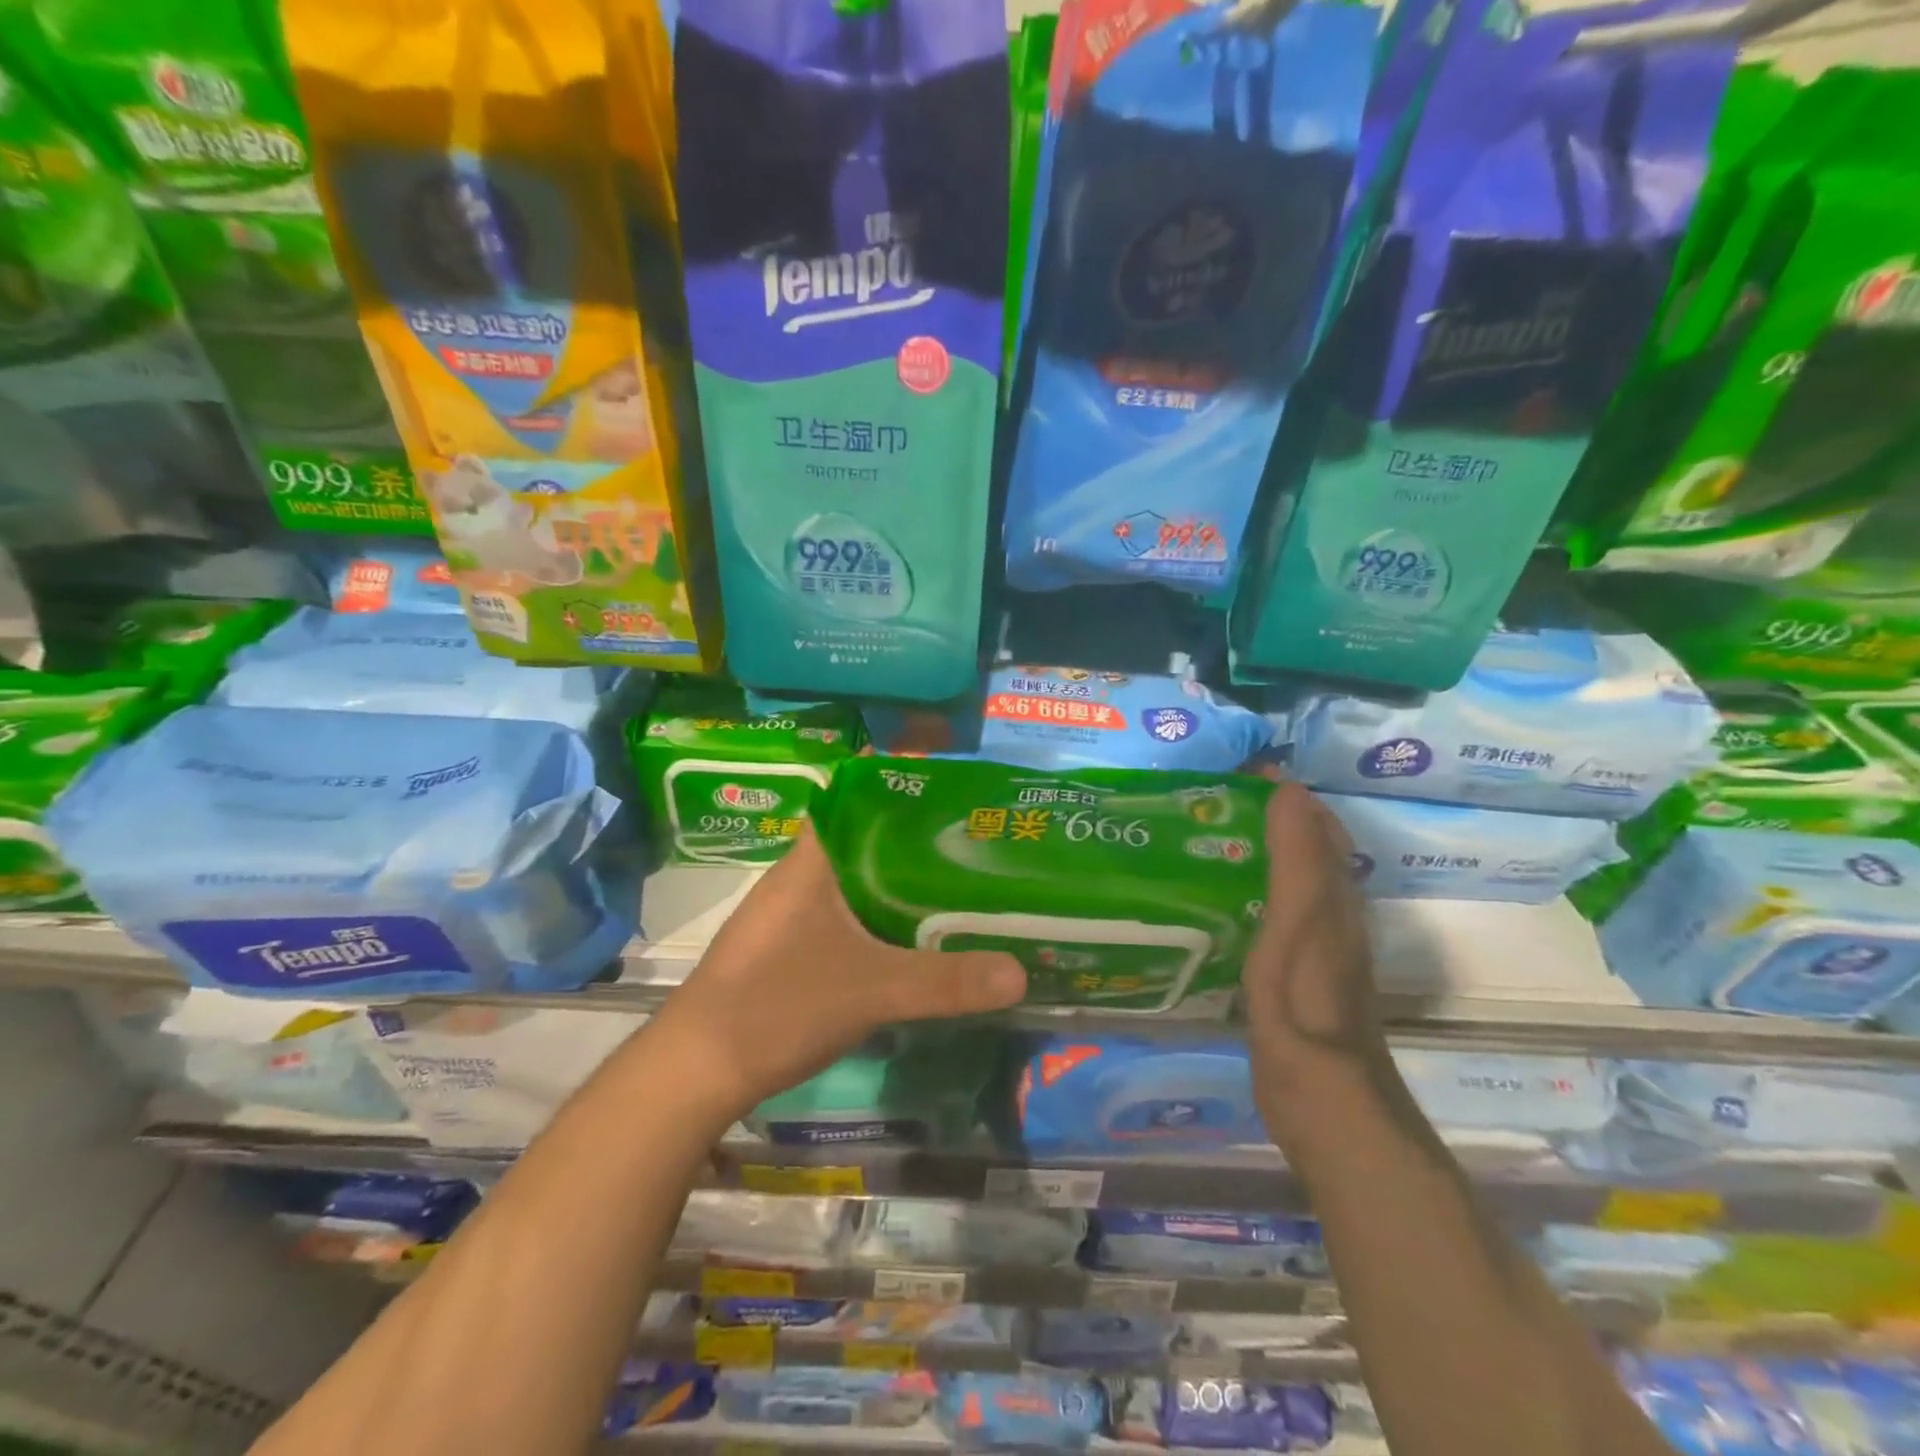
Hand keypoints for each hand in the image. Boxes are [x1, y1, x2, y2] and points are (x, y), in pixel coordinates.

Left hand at [656, 825, 1026, 1118]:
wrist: (696, 1071)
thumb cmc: (777, 1006)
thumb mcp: (872, 991)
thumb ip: (945, 982)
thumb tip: (1021, 974)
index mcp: (812, 862)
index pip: (859, 802)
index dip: (905, 796)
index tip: (955, 802)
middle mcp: (799, 878)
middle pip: (866, 844)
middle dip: (917, 846)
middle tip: (975, 850)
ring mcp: (790, 916)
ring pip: (856, 885)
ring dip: (899, 888)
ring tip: (957, 890)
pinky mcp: (789, 951)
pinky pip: (845, 920)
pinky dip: (879, 923)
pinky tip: (911, 943)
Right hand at [1241, 781, 1389, 1136]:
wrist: (1324, 1098)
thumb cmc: (1305, 1005)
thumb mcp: (1301, 924)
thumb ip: (1298, 860)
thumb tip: (1290, 790)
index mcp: (1334, 898)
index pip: (1316, 826)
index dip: (1286, 794)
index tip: (1240, 769)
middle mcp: (1331, 916)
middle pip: (1307, 851)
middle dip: (1272, 818)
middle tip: (1214, 798)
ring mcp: (1313, 947)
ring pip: (1290, 881)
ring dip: (1261, 852)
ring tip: (1210, 835)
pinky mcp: (1292, 974)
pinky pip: (1275, 913)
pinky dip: (1253, 890)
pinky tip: (1223, 897)